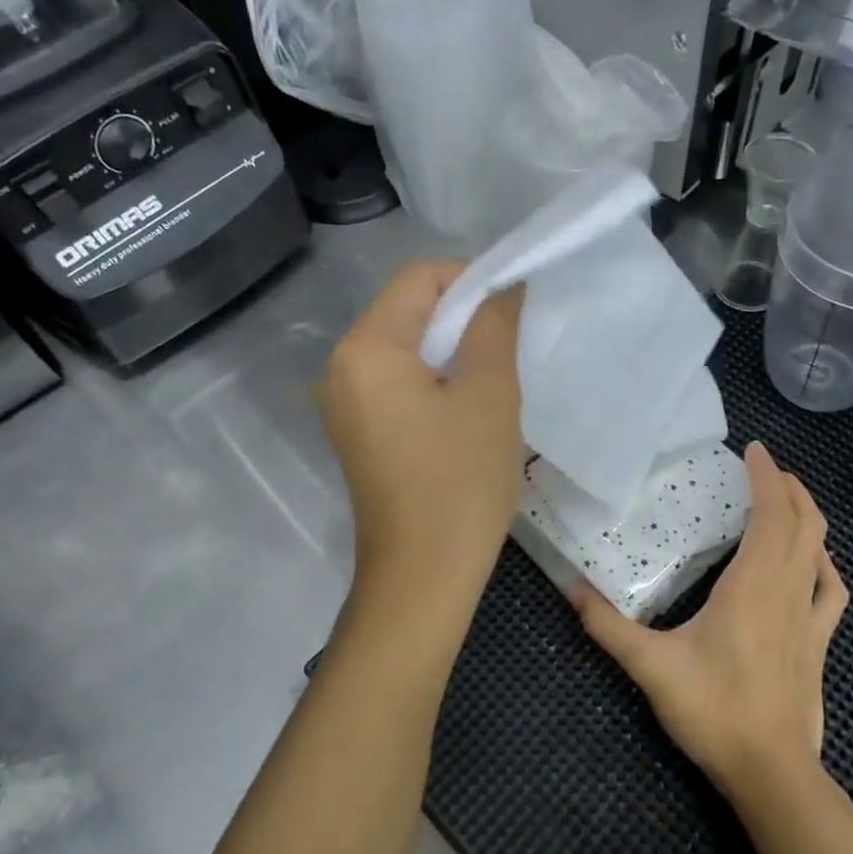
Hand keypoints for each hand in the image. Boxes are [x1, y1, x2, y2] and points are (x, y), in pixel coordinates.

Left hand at [319, 260, 524, 603]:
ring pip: (403, 349)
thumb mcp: (489, 394)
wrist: (422, 575)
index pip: (419, 277)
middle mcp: (340, 367)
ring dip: (450, 352)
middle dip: (461, 317)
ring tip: (492, 380)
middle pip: (406, 311)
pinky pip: (395, 385)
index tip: (512, 308)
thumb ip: (494, 325)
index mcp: (365, 348)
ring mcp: (343, 404)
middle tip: (509, 347)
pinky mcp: (356, 433)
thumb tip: (503, 287)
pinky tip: (464, 410)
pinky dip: (432, 381)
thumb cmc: (460, 481)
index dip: (471, 279)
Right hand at [574, 441, 847, 807]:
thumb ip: (608, 625)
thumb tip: (570, 588)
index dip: (767, 478)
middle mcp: (787, 590)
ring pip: (820, 552)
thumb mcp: (651, 666)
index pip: (771, 515)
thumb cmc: (713, 710)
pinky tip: (816, 563)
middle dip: (789, 488)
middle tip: (766, 468)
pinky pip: (831, 591)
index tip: (755, 450)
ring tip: (790, 501)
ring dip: (809, 518)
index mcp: (752, 585)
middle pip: (803, 524)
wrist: (771, 772)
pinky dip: (825, 564)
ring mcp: (809, 618)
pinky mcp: (819, 644)